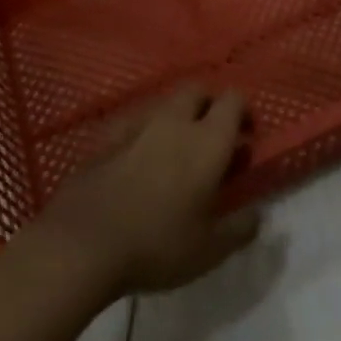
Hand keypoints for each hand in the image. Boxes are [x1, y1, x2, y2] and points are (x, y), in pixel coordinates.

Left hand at [31, 85, 259, 298]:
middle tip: (212, 137)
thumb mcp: (209, 250)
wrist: (83, 242)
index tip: (246, 136)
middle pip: (198, 90)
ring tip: (176, 151)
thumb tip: (257, 215)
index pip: (234, 100)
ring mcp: (137, 124)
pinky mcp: (107, 136)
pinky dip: (144, 132)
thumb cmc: (157, 245)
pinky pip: (134, 121)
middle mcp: (175, 120)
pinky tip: (139, 159)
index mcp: (208, 140)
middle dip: (209, 105)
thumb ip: (239, 229)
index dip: (244, 111)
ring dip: (177, 117)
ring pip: (165, 103)